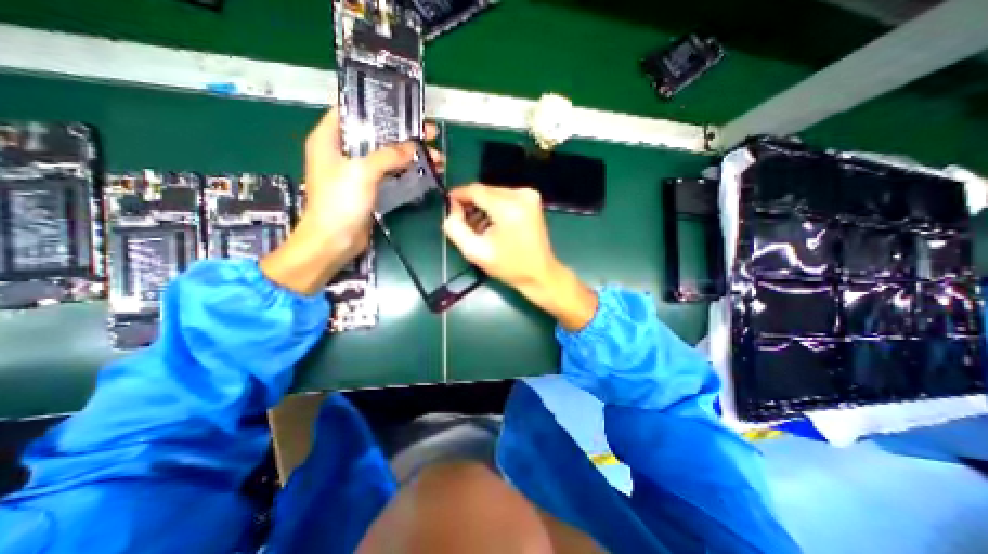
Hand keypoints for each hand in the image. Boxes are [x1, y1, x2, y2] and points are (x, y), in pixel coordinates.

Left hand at [299, 109, 440, 259]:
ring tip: (435, 157)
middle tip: (429, 134)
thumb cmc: (340, 202)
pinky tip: (423, 171)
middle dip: (403, 135)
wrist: (335, 240)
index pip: (352, 111)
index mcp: (329, 139)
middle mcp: (342, 152)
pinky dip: (405, 171)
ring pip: (386, 156)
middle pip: (376, 135)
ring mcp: (356, 172)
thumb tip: (412, 148)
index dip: (378, 108)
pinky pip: (389, 173)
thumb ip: (388, 156)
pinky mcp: (368, 188)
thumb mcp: (362, 172)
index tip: (404, 109)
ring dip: (409, 155)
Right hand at [444, 185, 598, 333]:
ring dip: (483, 207)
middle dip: (471, 204)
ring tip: (478, 228)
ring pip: (494, 194)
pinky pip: (505, 198)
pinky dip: (495, 208)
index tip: (448, 206)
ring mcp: (529, 196)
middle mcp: (521, 195)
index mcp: (508, 207)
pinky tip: (492, 225)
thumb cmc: (509, 266)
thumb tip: (452, 210)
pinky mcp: (532, 201)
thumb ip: (456, 228)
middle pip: (485, 191)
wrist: (540, 274)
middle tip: (462, 222)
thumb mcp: (475, 251)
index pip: (476, 190)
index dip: (459, 196)